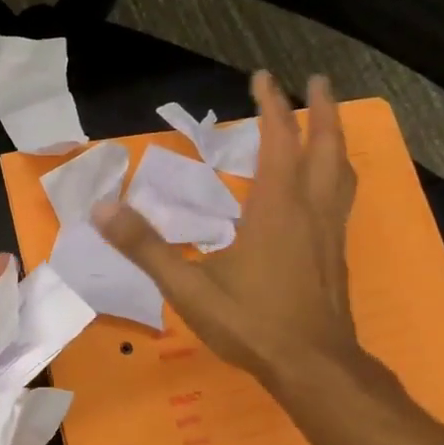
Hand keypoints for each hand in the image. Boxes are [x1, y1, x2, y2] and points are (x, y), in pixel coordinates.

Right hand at [96, 72, 359, 388]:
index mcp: (276, 209)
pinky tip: (323, 189)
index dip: (271, 106)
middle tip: (317, 81)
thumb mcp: (188, 287)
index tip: (262, 77)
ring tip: (327, 124)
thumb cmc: (251, 324)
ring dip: (335, 140)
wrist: (313, 368)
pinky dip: (335, 174)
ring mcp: (329, 232)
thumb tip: (101, 209)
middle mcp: (311, 210)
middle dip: (320, 110)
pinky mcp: (335, 254)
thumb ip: (145, 247)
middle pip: (326, 146)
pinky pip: (341, 197)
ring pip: (342, 171)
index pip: (278, 141)